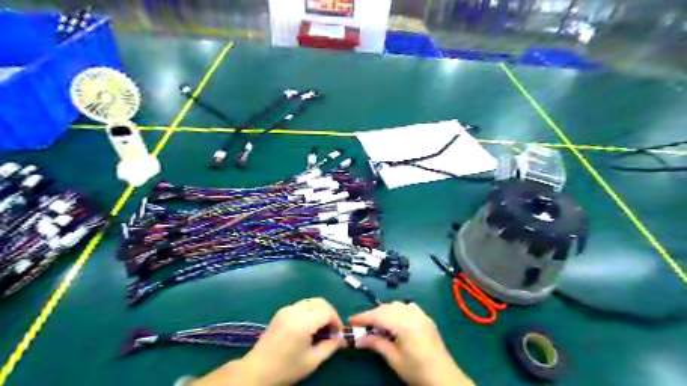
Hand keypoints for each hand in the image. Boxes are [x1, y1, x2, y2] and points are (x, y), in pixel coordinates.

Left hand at [241, 299, 345, 385]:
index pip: (327, 311)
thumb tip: (341, 338)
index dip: (336, 320)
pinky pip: (302, 305)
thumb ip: (330, 347)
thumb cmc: (286, 368)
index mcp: (303, 322)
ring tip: (321, 328)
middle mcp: (295, 310)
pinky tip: (309, 326)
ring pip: (311, 301)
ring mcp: (287, 309)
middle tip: (332, 329)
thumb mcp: (312, 361)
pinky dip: (310, 311)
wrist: (257, 370)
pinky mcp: (281, 311)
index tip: (338, 333)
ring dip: (320, 311)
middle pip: (320, 302)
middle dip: (330, 313)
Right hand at [351, 302, 474, 384]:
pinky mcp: (426, 318)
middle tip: (360, 325)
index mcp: (404, 323)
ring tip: (375, 324)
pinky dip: (396, 311)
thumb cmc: (417, 371)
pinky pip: (407, 308)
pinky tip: (393, 321)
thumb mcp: (394, 359)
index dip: (363, 317)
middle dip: (372, 315)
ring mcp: (421, 314)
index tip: (351, 321)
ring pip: (396, 306)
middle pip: (386, 308)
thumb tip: (358, 339)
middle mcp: (412, 313)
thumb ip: (376, 344)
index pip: (379, 315)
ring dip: (384, 312)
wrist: (444, 378)